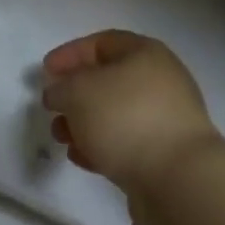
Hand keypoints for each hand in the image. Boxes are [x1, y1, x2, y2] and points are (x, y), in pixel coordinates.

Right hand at [41, 30, 224, 222]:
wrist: (179, 181)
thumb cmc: (126, 119)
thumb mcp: (78, 92)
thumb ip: (61, 88)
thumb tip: (59, 94)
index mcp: (145, 54)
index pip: (102, 43)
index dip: (70, 54)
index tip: (45, 72)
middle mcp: (160, 82)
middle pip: (108, 80)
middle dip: (75, 94)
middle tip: (52, 108)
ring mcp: (166, 120)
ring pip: (115, 114)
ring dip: (84, 123)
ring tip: (61, 138)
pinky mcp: (165, 156)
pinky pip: (126, 143)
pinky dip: (101, 146)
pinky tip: (81, 158)